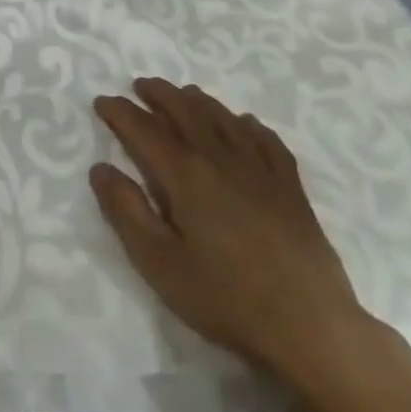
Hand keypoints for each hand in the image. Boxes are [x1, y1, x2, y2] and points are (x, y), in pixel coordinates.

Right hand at [91, 78, 387, 396]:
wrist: (310, 326)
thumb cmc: (225, 297)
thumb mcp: (159, 262)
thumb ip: (126, 211)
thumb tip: (101, 168)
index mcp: (186, 175)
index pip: (144, 130)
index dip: (120, 112)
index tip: (102, 101)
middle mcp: (222, 159)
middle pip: (186, 112)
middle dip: (159, 95)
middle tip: (139, 86)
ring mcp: (261, 170)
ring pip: (225, 119)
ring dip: (198, 101)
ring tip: (183, 94)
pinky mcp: (291, 188)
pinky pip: (267, 140)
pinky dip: (249, 125)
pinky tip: (244, 123)